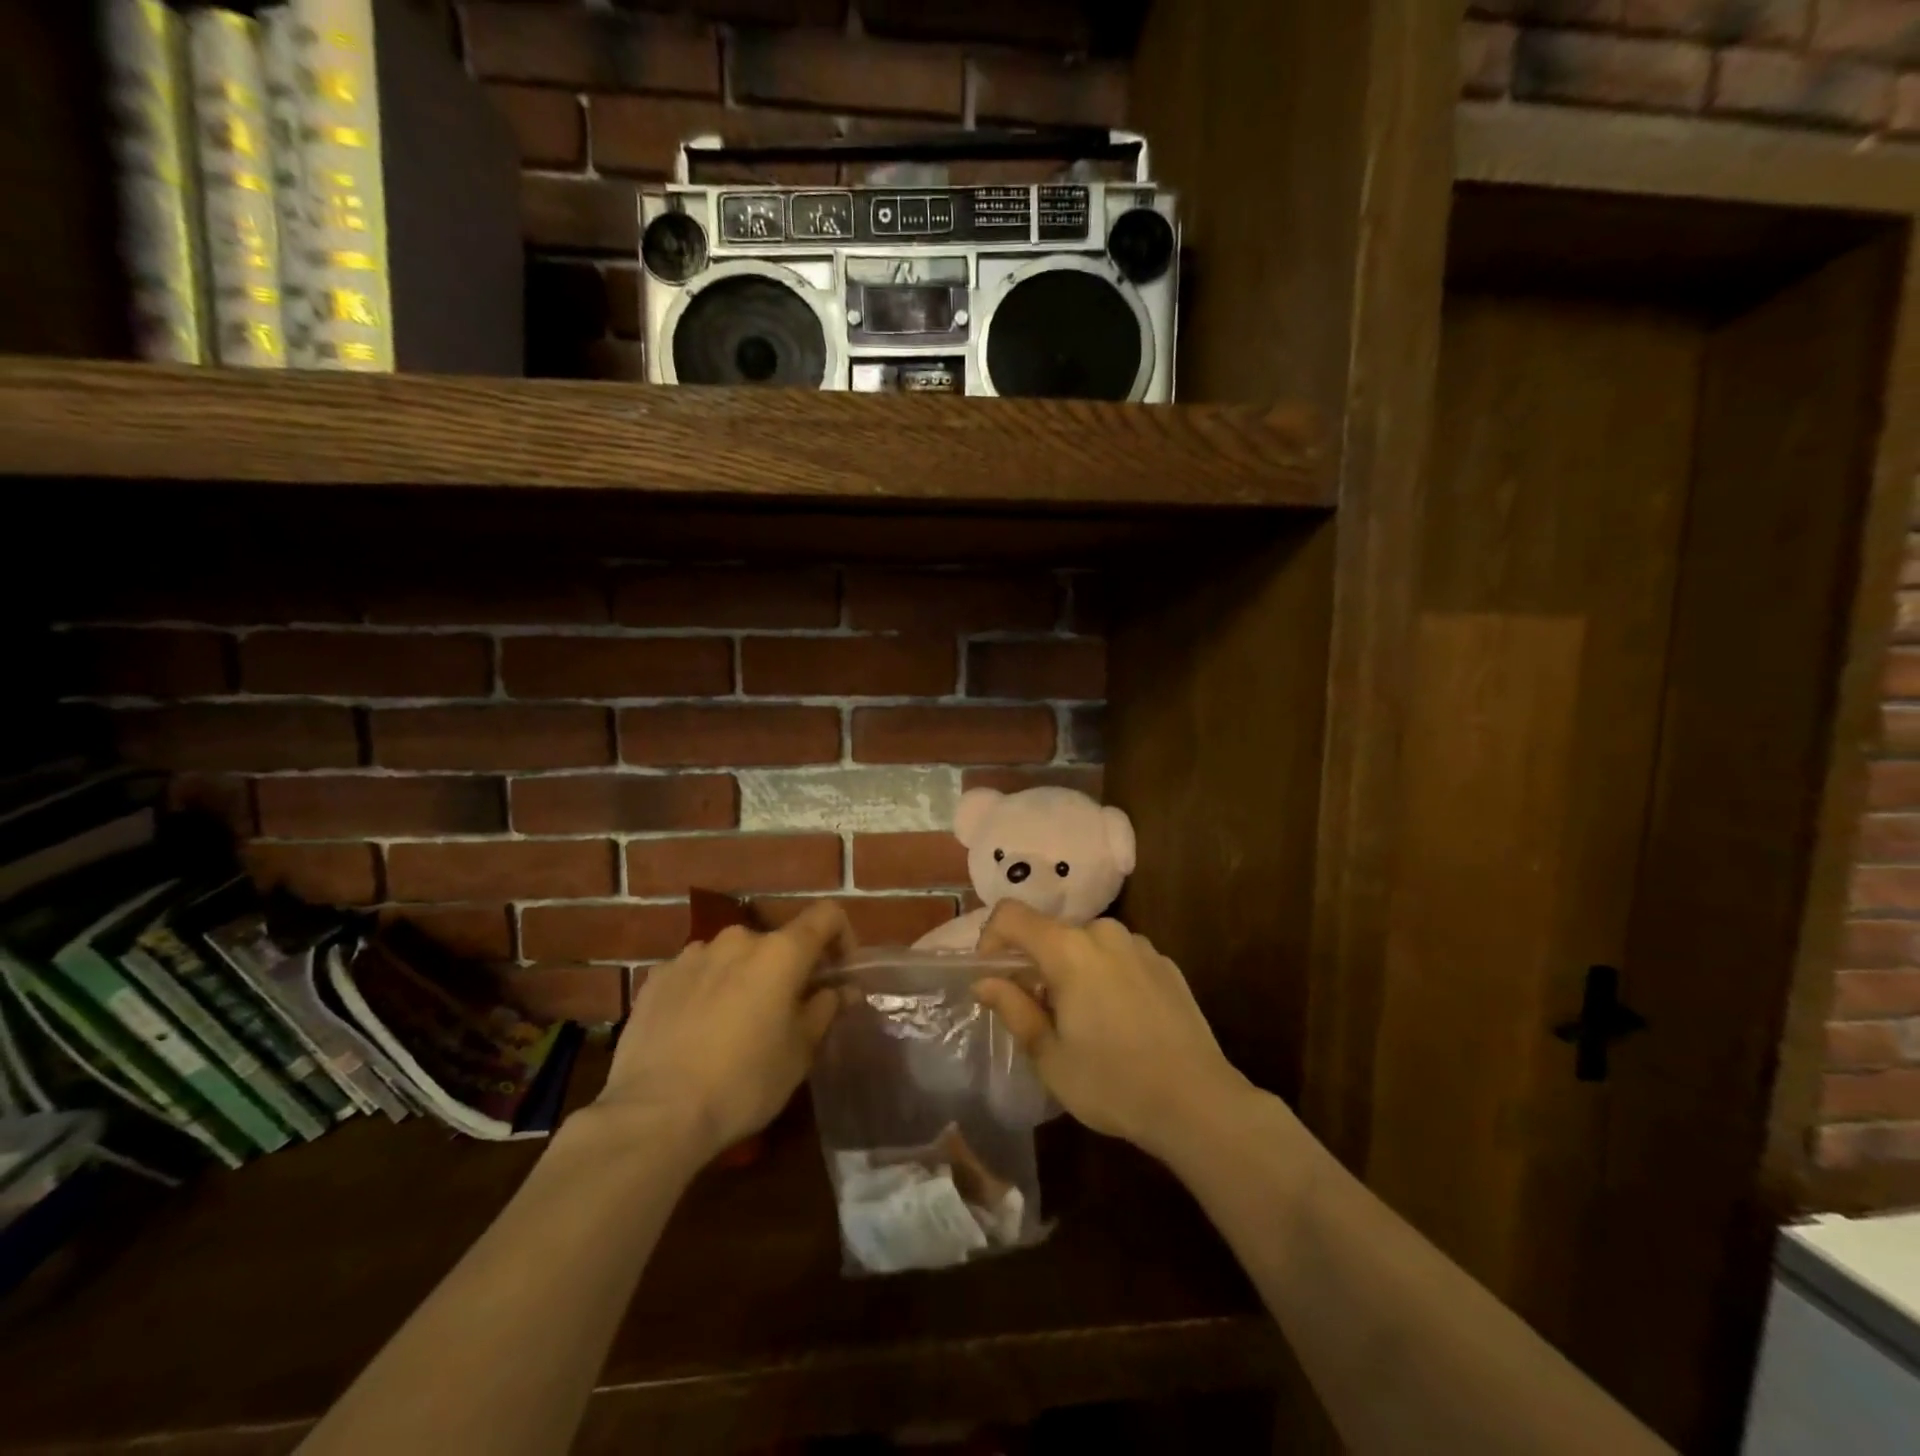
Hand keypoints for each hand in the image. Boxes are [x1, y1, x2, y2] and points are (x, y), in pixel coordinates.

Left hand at [592, 901, 850, 1162]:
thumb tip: (841, 989)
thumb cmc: (743, 1082)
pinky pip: (695, 974)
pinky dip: (706, 991)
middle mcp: (737, 939)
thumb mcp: (799, 1053)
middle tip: (784, 1014)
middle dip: (786, 970)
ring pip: (733, 957)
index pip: (826, 915)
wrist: (654, 1114)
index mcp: (780, 952)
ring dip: (743, 978)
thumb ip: (824, 1010)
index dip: (841, 936)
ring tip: (734, 1026)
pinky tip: (696, 1032)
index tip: (838, 972)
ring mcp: (692, 955)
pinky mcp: (657, 977)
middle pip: (776, 942)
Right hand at [975, 901, 1249, 1161]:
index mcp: (1068, 949)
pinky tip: (1119, 1021)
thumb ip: (1014, 1008)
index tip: (992, 976)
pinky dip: (1104, 975)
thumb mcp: (1050, 1056)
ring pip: (1086, 945)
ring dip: (1072, 970)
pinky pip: (1118, 957)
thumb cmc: (1112, 1083)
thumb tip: (985, 981)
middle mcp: (1103, 933)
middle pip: (1051, 933)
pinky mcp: (1165, 962)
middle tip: (1038, 1012)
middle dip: (1035, 964)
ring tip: (1082, 1020)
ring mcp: (1139, 945)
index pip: (1012, 915)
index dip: (990, 938)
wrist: (1198, 1103)